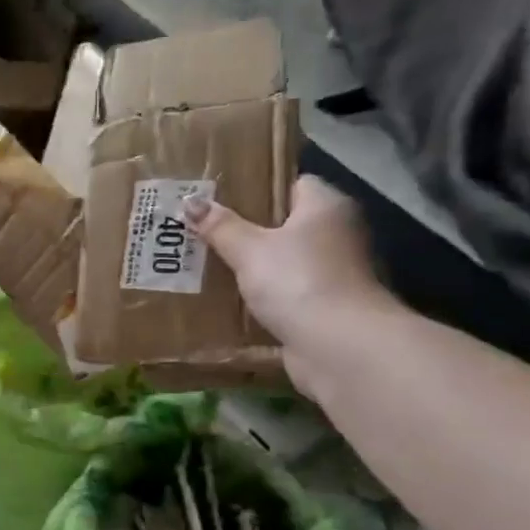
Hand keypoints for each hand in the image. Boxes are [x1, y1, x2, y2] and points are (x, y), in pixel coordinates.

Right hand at [183, 177, 397, 395]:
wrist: (339, 346)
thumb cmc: (297, 281)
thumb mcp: (250, 249)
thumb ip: (220, 226)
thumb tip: (190, 202)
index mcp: (326, 207)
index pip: (292, 184)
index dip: (257, 188)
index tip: (220, 197)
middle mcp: (337, 234)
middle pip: (285, 224)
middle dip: (246, 229)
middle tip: (203, 229)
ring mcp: (333, 273)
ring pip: (283, 261)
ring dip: (253, 265)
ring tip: (207, 263)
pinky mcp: (325, 306)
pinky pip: (285, 292)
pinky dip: (262, 295)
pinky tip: (228, 297)